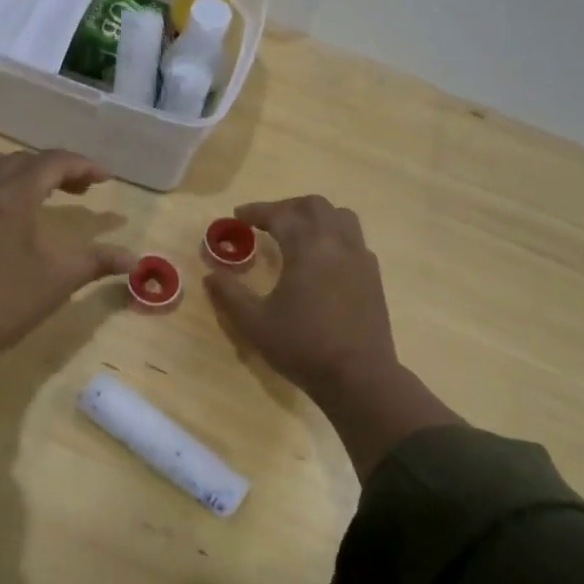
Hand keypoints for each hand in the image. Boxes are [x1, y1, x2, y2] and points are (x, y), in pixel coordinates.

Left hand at [0, 150, 133, 431]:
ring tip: (40, 192)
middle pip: (23, 160)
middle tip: (81, 190)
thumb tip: (135, 260)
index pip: (53, 162)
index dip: (83, 165)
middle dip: (56, 168)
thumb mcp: (60, 278)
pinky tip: (3, 212)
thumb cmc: (5, 302)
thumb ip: (98, 261)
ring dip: (21, 170)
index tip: (105, 178)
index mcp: (12, 194)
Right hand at [207, 195, 460, 479]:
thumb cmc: (303, 347)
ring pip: (340, 217)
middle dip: (287, 207)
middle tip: (266, 222)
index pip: (280, 214)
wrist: (359, 376)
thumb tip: (210, 275)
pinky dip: (334, 237)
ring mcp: (360, 258)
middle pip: (314, 206)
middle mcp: (337, 243)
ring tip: (296, 233)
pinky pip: (354, 240)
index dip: (256, 211)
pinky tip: (322, 260)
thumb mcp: (255, 323)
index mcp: (307, 248)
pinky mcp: (373, 276)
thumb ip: (229, 295)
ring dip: (315, 216)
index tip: (238, 215)